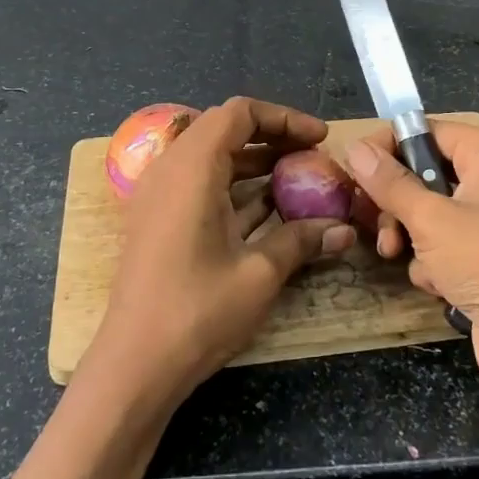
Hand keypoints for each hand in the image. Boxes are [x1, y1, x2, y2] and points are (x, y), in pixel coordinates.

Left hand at [87, 97, 356, 403]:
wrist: (134, 365)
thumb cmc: (198, 312)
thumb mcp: (259, 273)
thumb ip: (302, 240)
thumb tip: (344, 230)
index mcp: (192, 168)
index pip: (239, 113)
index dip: (284, 118)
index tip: (319, 139)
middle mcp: (170, 169)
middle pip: (223, 128)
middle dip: (271, 136)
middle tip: (310, 155)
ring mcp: (159, 195)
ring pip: (211, 156)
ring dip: (253, 160)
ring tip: (296, 178)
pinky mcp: (157, 219)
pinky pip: (198, 182)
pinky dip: (233, 185)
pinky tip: (267, 209)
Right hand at [346, 124, 478, 402]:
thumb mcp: (430, 218)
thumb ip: (389, 182)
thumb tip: (354, 146)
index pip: (426, 130)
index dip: (388, 148)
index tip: (356, 173)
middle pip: (424, 172)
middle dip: (396, 202)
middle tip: (377, 222)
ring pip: (429, 211)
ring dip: (410, 236)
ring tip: (397, 255)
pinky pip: (445, 244)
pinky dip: (433, 261)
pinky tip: (436, 284)